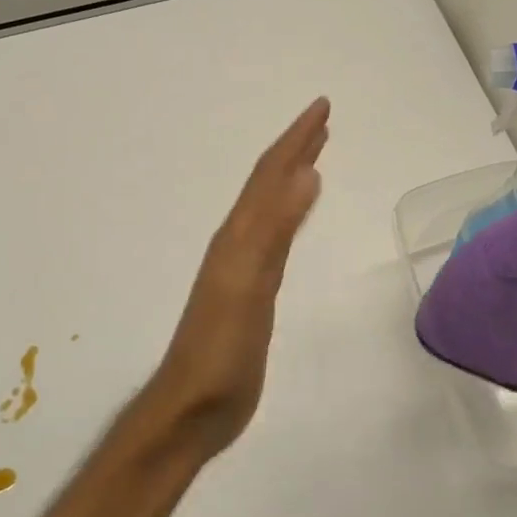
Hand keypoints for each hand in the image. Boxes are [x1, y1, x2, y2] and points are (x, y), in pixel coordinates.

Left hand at [141, 98, 329, 460]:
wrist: (193, 409)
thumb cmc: (221, 352)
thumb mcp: (249, 287)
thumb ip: (275, 232)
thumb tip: (307, 174)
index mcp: (237, 237)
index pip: (268, 176)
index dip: (295, 139)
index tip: (322, 107)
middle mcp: (237, 244)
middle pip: (268, 185)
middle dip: (295, 149)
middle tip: (323, 120)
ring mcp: (243, 269)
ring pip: (271, 209)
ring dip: (292, 178)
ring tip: (314, 159)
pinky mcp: (251, 294)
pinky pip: (275, 239)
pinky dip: (291, 217)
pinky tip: (295, 219)